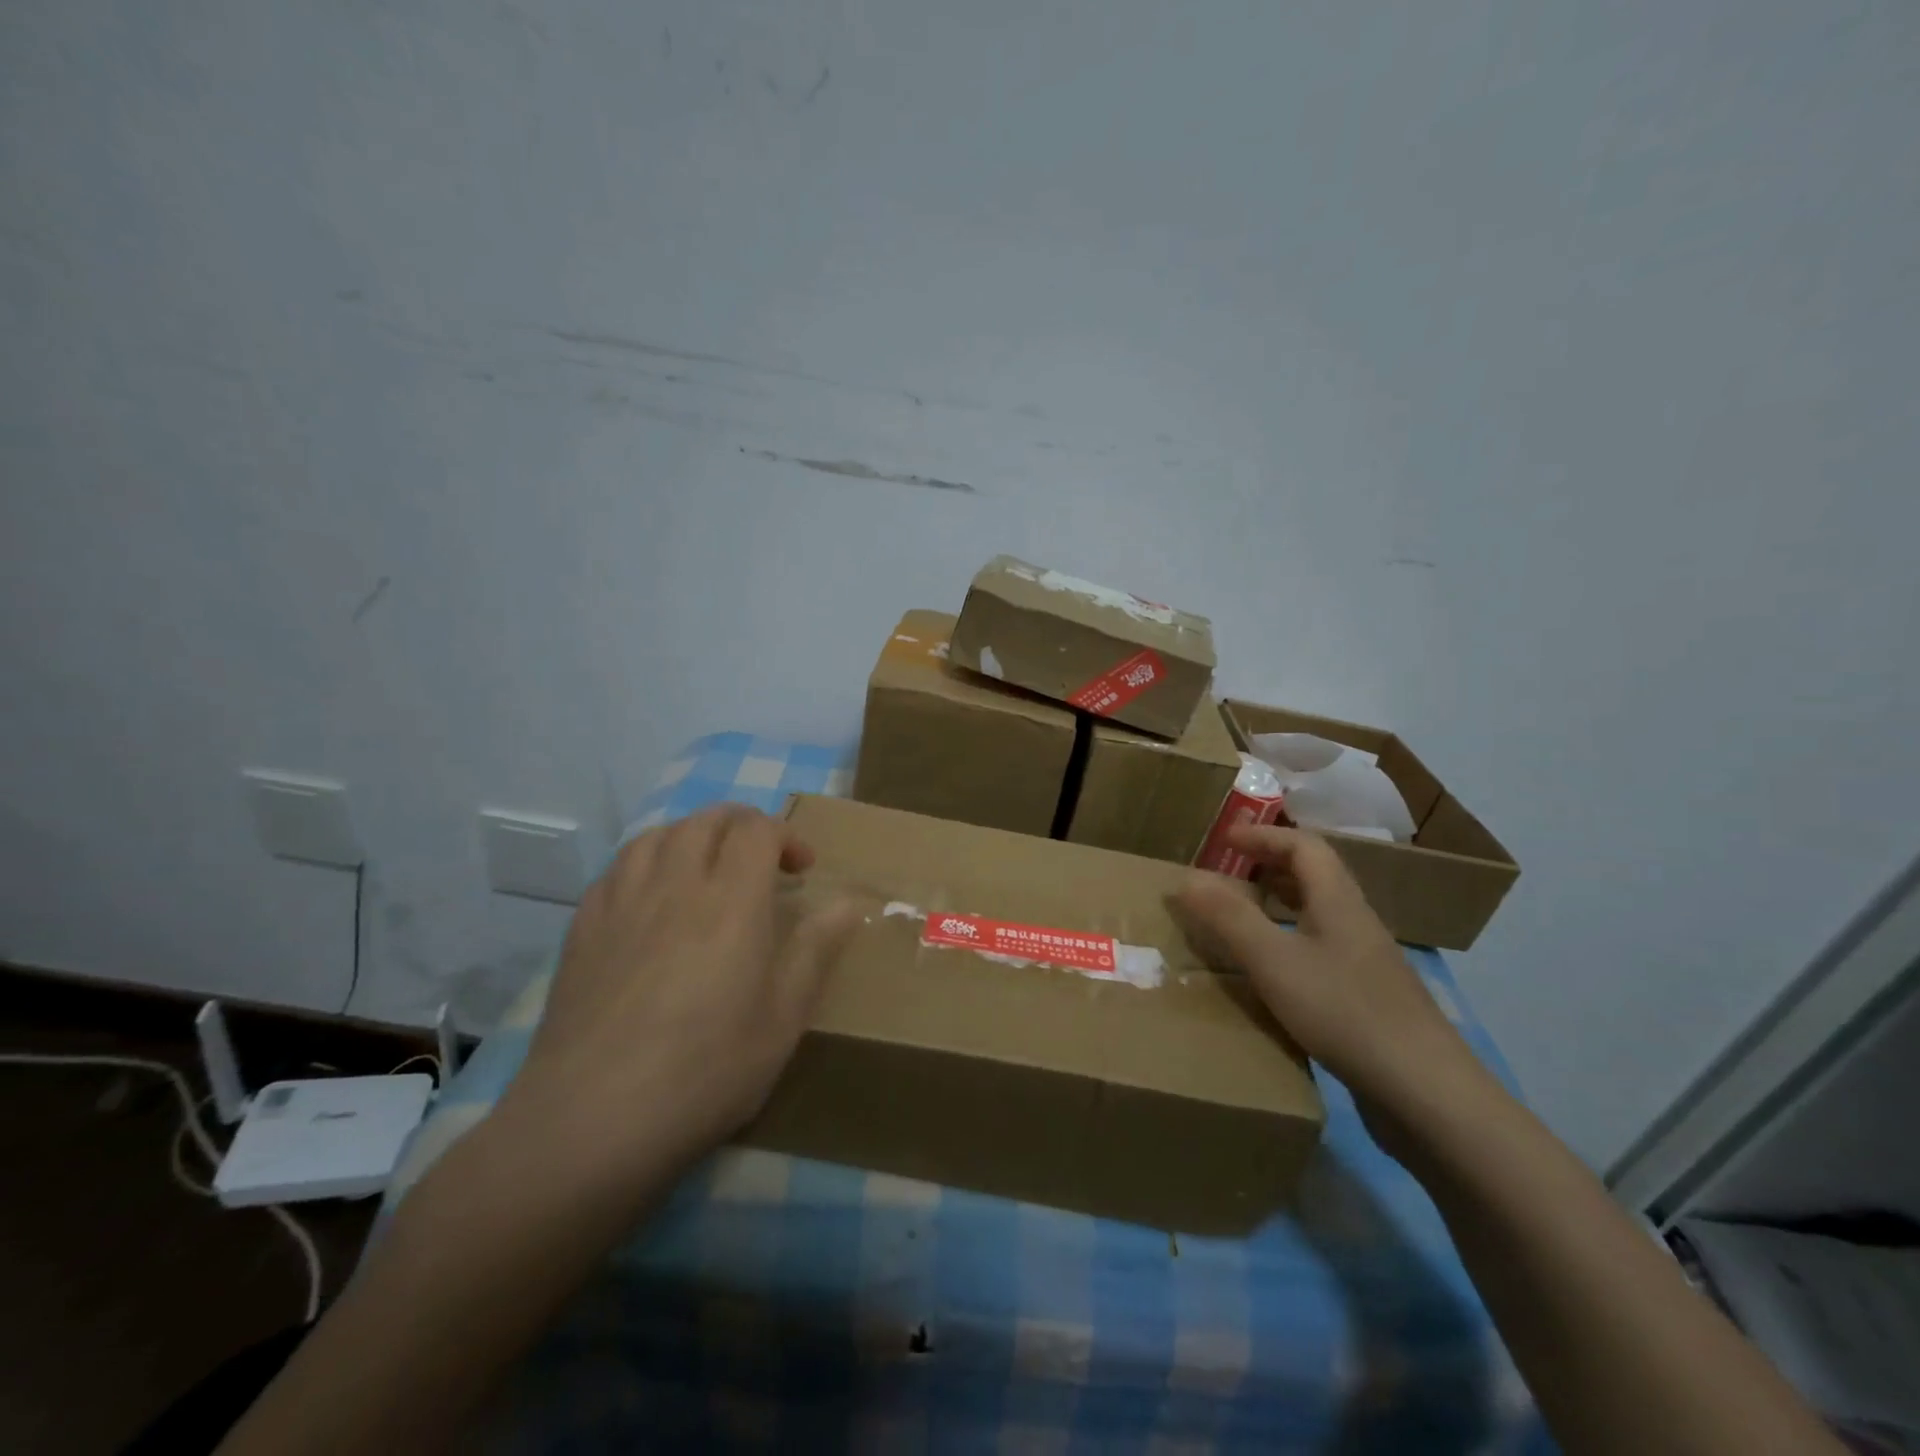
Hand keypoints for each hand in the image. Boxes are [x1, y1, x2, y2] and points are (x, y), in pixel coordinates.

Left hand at [500, 805, 860, 1189]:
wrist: (593, 1119)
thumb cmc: (707, 1070)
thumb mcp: (784, 1018)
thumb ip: (816, 950)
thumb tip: (849, 903)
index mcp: (731, 900)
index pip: (757, 829)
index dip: (785, 836)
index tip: (802, 871)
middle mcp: (675, 884)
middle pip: (707, 820)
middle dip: (742, 826)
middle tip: (761, 862)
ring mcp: (622, 902)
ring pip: (658, 835)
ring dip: (692, 837)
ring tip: (707, 869)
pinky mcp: (583, 928)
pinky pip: (618, 869)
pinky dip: (648, 864)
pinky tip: (653, 899)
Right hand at [1175, 825, 1485, 1124]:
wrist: (1427, 1093)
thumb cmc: (1345, 1013)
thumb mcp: (1274, 961)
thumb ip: (1229, 918)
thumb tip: (1187, 877)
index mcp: (1338, 902)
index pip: (1304, 846)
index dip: (1264, 837)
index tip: (1225, 840)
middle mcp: (1357, 923)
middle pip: (1316, 877)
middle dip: (1270, 866)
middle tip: (1230, 874)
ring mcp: (1368, 963)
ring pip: (1320, 915)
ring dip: (1281, 904)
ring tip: (1243, 917)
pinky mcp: (1370, 998)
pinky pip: (1324, 950)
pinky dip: (1292, 942)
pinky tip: (1275, 974)